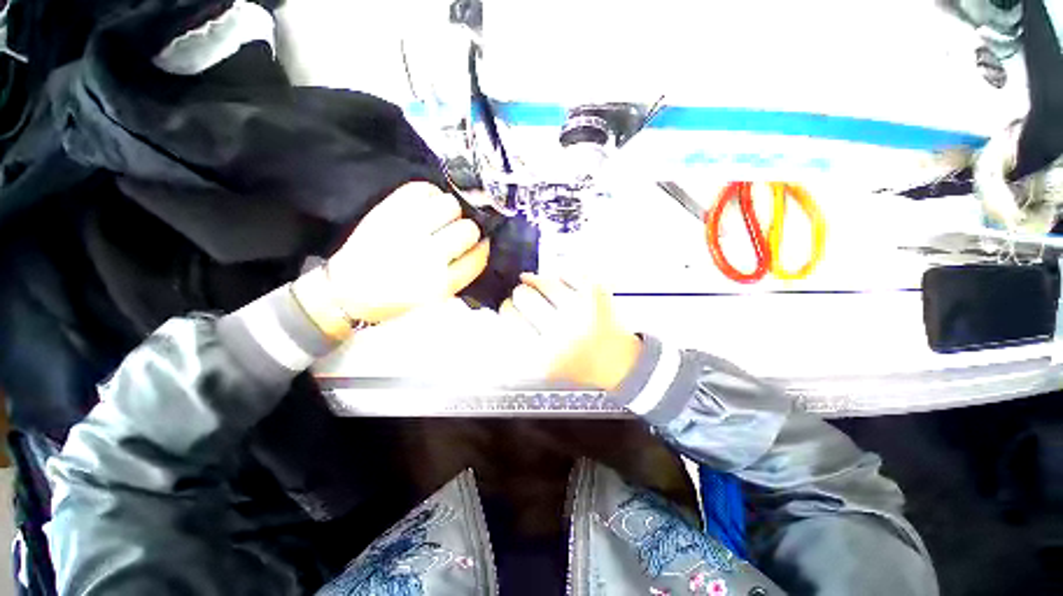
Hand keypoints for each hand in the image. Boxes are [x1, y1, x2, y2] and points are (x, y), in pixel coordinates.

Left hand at [325, 182, 489, 323]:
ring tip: (442, 218)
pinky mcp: (388, 211)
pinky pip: (423, 189)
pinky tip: (427, 205)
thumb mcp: (436, 300)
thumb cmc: (396, 301)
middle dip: (468, 231)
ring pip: (450, 205)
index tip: (479, 246)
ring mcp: (407, 230)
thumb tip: (480, 247)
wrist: (348, 293)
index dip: (483, 249)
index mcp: (441, 283)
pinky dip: (431, 194)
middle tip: (456, 234)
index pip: (479, 256)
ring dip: (452, 212)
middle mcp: (427, 255)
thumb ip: (461, 275)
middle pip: (468, 229)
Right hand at [500, 274, 641, 390]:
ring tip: (543, 289)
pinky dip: (561, 278)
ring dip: (537, 282)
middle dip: (521, 293)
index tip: (511, 306)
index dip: (508, 307)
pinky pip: (566, 272)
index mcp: (544, 353)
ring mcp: (581, 309)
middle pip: (523, 294)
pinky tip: (562, 287)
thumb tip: (505, 305)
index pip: (510, 315)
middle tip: (526, 297)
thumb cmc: (576, 363)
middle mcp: (562, 330)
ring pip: (543, 280)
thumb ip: (519, 339)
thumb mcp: (540, 365)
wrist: (616, 362)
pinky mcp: (596, 294)